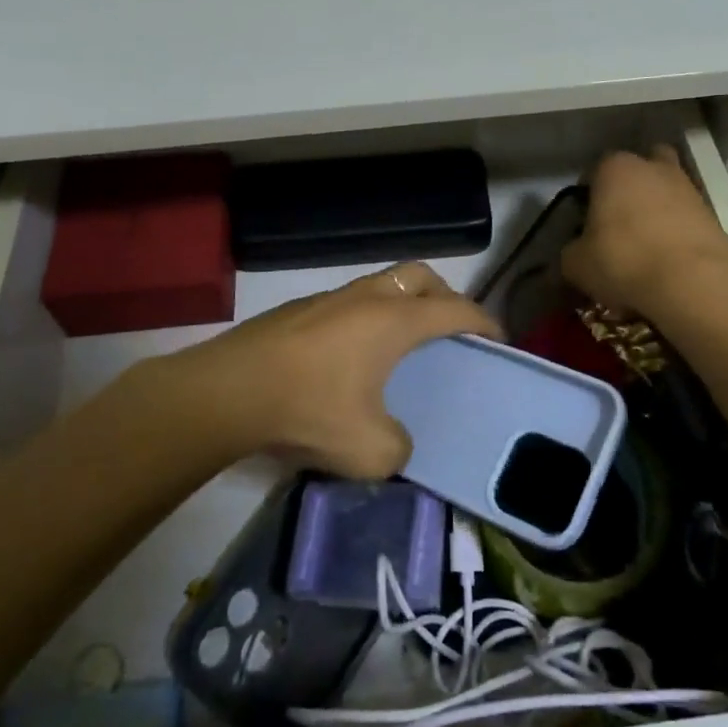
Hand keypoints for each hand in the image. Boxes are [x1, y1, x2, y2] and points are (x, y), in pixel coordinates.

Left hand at [129, 263, 501, 479]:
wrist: (229, 391)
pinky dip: (368, 316)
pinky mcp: (300, 309)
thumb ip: (399, 448)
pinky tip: (353, 355)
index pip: (456, 310)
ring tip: (403, 343)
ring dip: (402, 303)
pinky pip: (351, 301)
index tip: (498, 339)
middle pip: (421, 276)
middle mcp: (367, 298)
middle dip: (445, 295)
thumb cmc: (309, 409)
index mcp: (394, 320)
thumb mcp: (369, 450)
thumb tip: (397, 442)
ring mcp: (330, 298)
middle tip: (450, 329)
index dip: (484, 323)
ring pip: (382, 284)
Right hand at [561, 147, 727, 319]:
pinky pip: (685, 216)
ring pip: (665, 190)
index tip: (585, 224)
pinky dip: (677, 230)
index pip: (594, 172)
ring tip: (645, 245)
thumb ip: (570, 252)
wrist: (692, 282)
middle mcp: (652, 167)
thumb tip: (575, 254)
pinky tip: (667, 258)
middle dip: (629, 190)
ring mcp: (687, 187)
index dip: (588, 197)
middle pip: (638, 169)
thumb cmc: (623, 260)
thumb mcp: (576, 263)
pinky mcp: (712, 213)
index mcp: (614, 168)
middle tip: (619, 224)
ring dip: (656, 209)